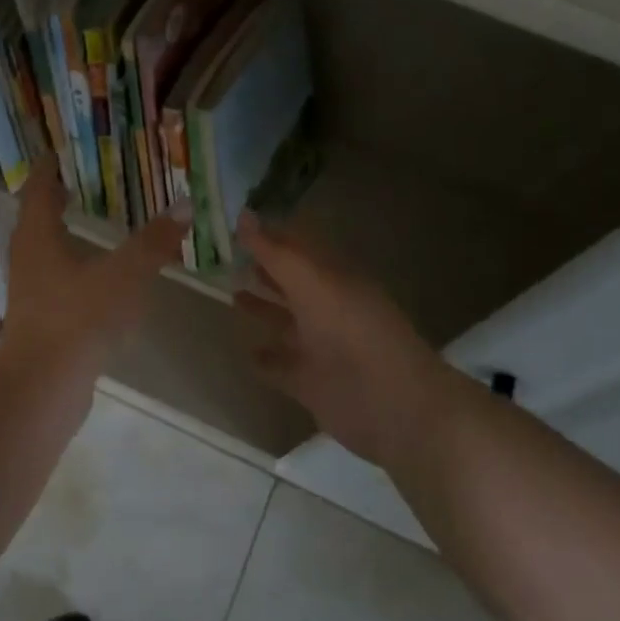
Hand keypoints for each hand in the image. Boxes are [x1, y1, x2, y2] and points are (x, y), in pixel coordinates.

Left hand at [0, 157, 186, 384]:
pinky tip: (90, 283)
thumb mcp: (123, 275)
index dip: (46, 170)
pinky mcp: (38, 323)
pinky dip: (68, 272)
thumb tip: (183, 205)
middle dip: (52, 202)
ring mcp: (28, 296)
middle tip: (76, 186)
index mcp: (38, 238)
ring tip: (85, 229)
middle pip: (34, 222)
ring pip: (41, 256)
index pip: (37, 191)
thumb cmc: (78, 318)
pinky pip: (52, 285)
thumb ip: (153, 242)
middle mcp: (27, 261)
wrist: (43, 386)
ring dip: (59, 239)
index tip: (56, 154)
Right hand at [235, 212, 460, 472]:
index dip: (271, 236)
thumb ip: (277, 253)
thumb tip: (243, 214)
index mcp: (334, 280)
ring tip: (231, 296)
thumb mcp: (313, 285)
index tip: (236, 225)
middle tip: (227, 257)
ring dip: (263, 310)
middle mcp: (328, 309)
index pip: (299, 249)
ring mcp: (320, 348)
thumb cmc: (353, 335)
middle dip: (265, 270)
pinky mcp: (312, 383)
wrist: (392, 406)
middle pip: (292, 284)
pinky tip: (246, 352)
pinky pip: (282, 366)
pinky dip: (265, 359)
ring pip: (286, 323)